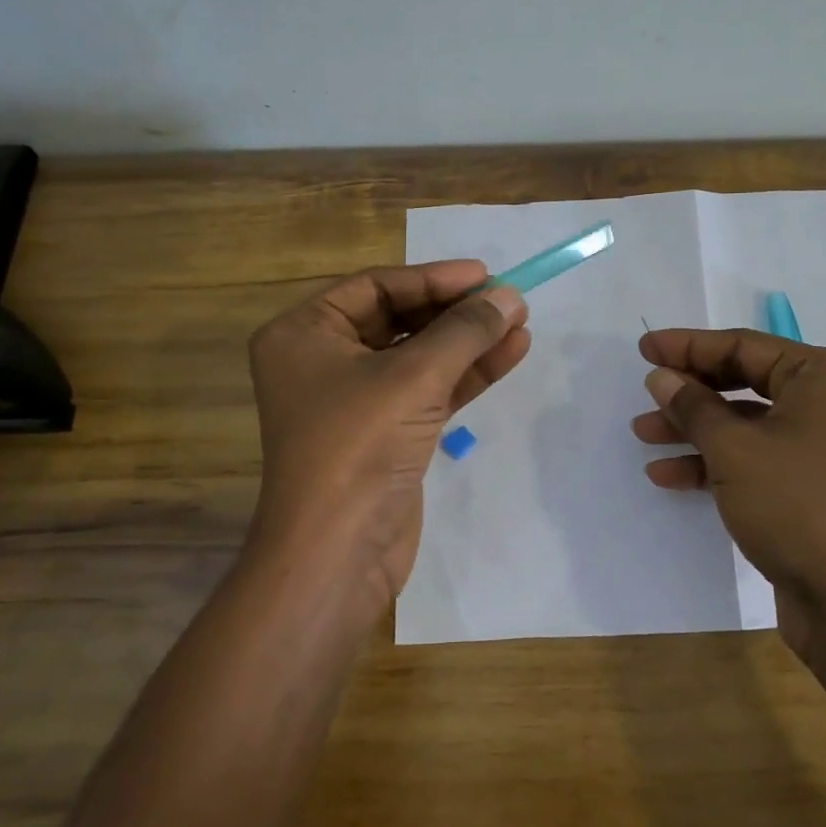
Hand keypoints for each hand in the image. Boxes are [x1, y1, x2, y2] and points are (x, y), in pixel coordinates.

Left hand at [247, 262, 528, 612]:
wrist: (338, 551)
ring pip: (420, 357)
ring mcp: (357, 400)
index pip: (376, 287)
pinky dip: (467, 374)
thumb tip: (509, 296)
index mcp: (305, 334)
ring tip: (521, 322)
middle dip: (456, 311)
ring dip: (469, 341)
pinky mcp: (386, 434)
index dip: (433, 279)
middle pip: (400, 320)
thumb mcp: (413, 376)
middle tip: (508, 300)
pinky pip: (429, 390)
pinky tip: (510, 354)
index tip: (485, 274)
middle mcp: (324, 361)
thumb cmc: (358, 445)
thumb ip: (464, 331)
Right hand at [631, 329, 825, 713]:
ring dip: (694, 429)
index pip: (745, 346)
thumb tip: (661, 377)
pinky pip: (754, 457)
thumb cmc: (796, 505)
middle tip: (645, 393)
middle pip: (744, 382)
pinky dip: (714, 462)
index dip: (689, 346)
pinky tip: (668, 475)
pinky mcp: (809, 485)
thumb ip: (693, 406)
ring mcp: (821, 446)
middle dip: (690, 391)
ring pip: (745, 423)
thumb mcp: (734, 449)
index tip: (644, 348)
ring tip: (644, 434)